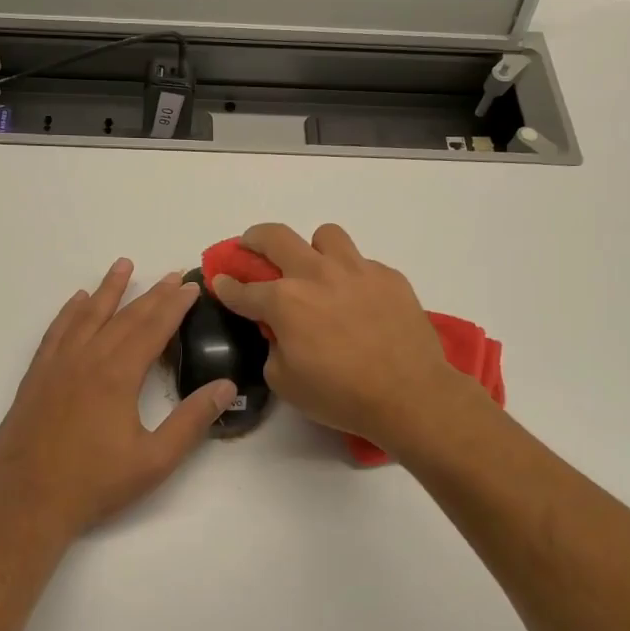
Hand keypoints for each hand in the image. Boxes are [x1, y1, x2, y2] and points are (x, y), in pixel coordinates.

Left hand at [0, 258, 236, 540]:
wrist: (29, 502)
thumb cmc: (96, 483)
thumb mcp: (155, 460)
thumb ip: (192, 421)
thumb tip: (227, 387)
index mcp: (118, 375)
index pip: (153, 329)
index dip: (175, 306)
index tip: (192, 286)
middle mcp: (87, 359)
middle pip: (125, 317)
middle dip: (152, 294)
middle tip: (172, 274)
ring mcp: (58, 365)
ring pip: (87, 315)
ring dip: (108, 289)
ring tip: (123, 265)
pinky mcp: (37, 376)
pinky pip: (56, 332)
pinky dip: (69, 312)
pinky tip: (77, 300)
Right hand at [210, 223, 478, 451]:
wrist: (410, 395)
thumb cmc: (341, 396)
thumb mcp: (285, 382)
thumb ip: (273, 348)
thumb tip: (278, 332)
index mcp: (285, 301)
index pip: (243, 288)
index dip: (225, 285)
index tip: (219, 282)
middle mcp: (316, 274)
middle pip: (275, 236)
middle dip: (254, 239)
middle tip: (251, 247)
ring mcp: (356, 270)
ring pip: (325, 235)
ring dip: (312, 248)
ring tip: (317, 270)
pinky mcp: (388, 276)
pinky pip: (362, 263)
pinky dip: (352, 276)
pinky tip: (358, 301)